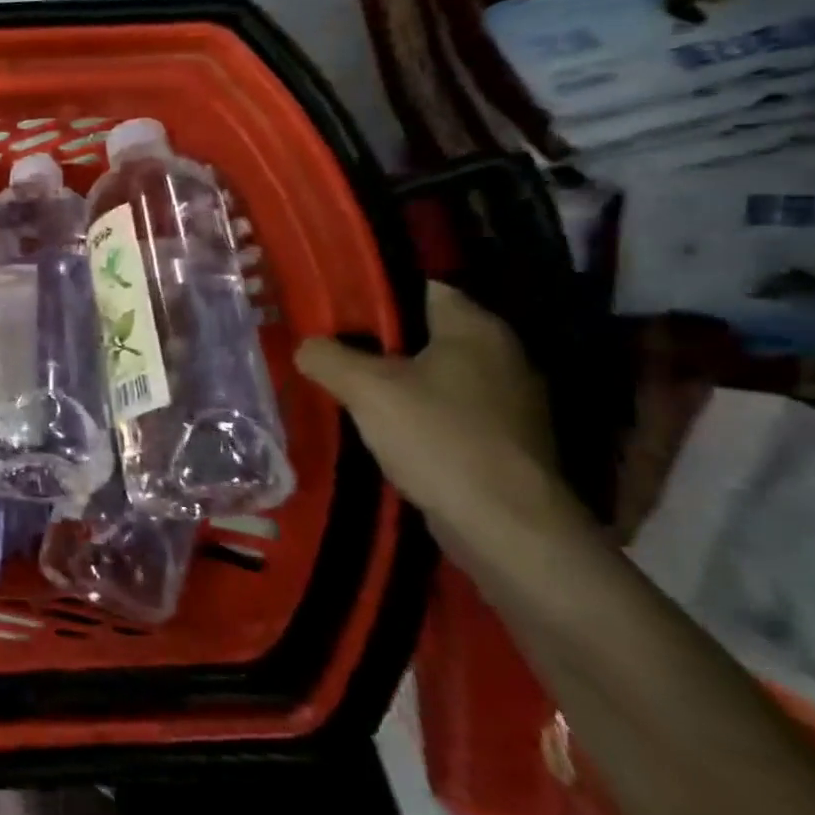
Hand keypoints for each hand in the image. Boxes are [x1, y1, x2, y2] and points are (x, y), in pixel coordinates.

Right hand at [295, 283, 579, 546]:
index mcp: (477, 328)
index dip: (373, 294)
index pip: (420, 288)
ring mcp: (507, 401)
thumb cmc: (438, 438)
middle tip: (327, 348)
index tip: (330, 308)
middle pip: (424, 332)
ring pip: (433, 374)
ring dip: (393, 380)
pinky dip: (414, 413)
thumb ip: (326, 356)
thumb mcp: (365, 388)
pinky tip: (380, 427)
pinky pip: (446, 409)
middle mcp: (502, 355)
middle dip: (375, 341)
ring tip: (344, 388)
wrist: (505, 526)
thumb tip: (306, 346)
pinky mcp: (503, 439)